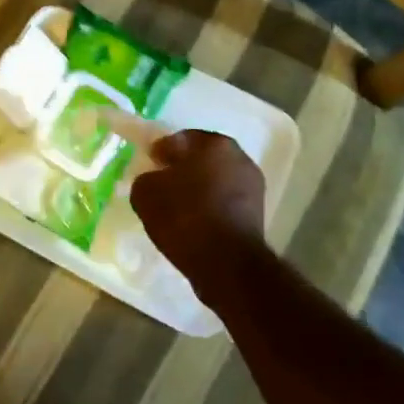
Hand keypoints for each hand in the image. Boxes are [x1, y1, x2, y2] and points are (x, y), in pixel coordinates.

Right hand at [128, 130, 267, 302]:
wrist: (226, 264)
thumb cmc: (185, 216)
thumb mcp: (146, 193)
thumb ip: (146, 178)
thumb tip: (153, 180)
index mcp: (214, 143)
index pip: (179, 139)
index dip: (160, 152)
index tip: (148, 167)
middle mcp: (239, 157)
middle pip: (201, 158)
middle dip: (181, 169)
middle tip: (161, 186)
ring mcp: (252, 186)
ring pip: (215, 181)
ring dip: (198, 189)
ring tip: (177, 210)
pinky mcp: (257, 214)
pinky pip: (224, 203)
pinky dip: (210, 208)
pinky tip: (194, 224)